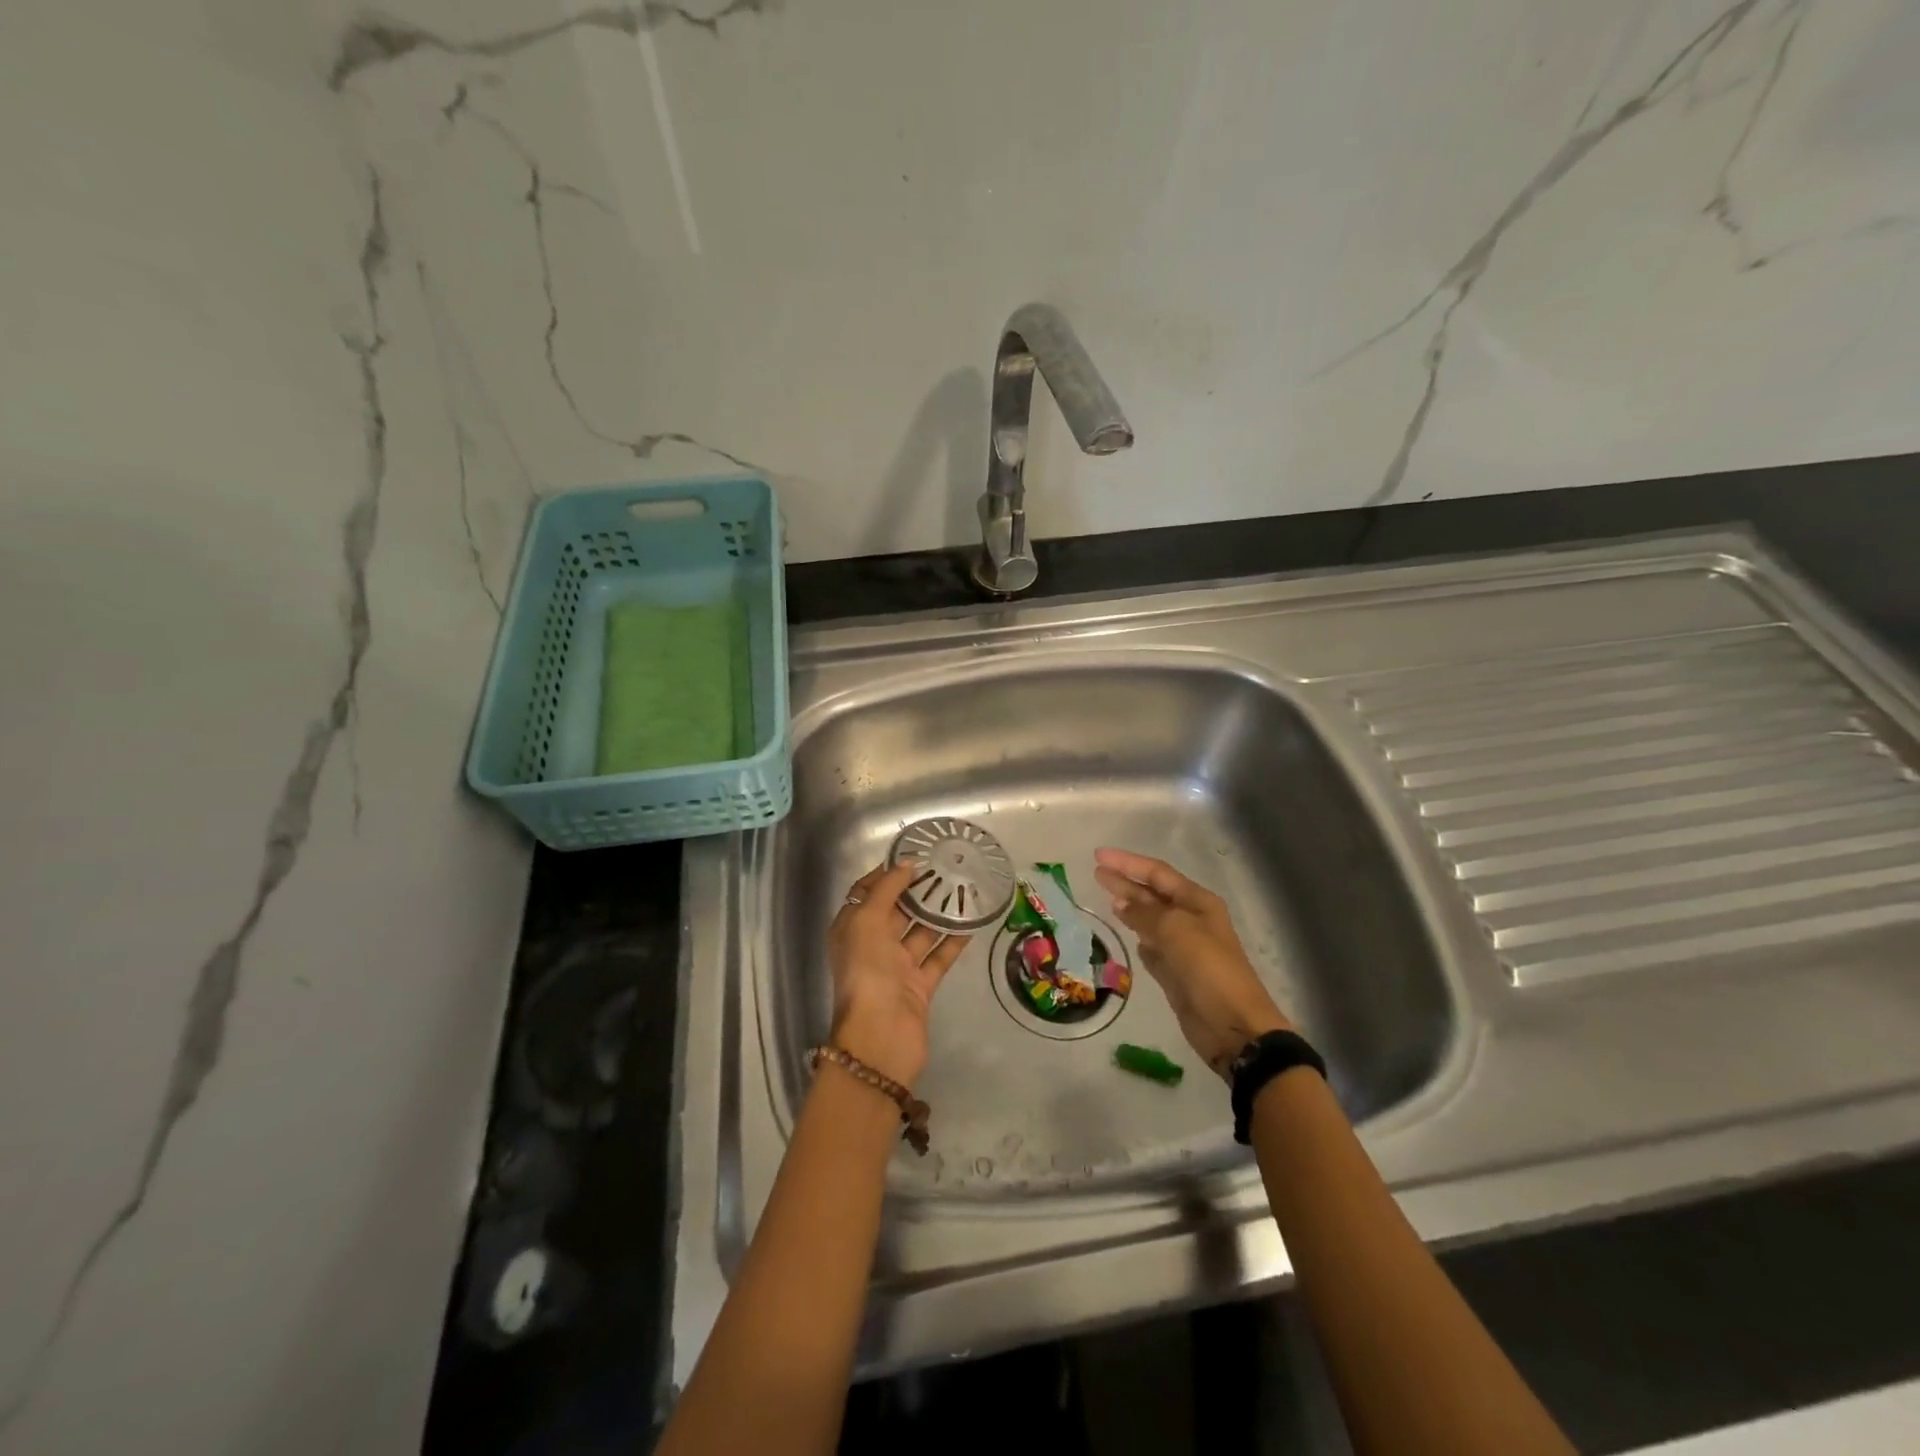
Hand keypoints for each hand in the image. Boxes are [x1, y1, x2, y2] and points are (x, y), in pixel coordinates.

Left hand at [825, 863, 970, 1087]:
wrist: (881, 1037)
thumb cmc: (867, 972)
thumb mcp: (867, 921)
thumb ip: (887, 890)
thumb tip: (907, 863)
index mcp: (851, 929)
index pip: (866, 892)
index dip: (886, 873)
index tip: (914, 855)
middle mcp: (871, 945)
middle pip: (895, 910)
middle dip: (918, 890)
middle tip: (947, 867)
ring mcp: (897, 967)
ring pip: (920, 932)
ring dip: (939, 913)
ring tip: (964, 888)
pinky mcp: (920, 985)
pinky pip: (939, 956)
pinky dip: (953, 940)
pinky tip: (973, 922)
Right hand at [1093, 848, 1292, 1079]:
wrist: (1233, 1025)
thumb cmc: (1208, 968)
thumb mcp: (1175, 930)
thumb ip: (1145, 913)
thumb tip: (1121, 903)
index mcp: (1197, 902)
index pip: (1157, 873)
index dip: (1127, 863)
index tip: (1098, 856)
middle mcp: (1191, 920)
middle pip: (1152, 894)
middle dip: (1125, 882)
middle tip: (1096, 873)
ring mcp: (1183, 948)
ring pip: (1151, 921)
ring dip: (1130, 908)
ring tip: (1106, 898)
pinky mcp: (1175, 974)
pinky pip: (1153, 949)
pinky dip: (1140, 939)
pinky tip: (1128, 934)